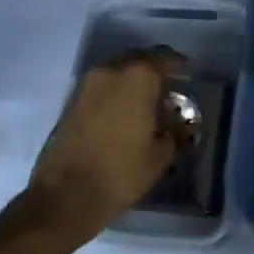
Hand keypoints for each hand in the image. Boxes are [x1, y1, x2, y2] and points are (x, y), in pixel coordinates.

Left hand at [28, 48, 184, 240]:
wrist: (66, 196)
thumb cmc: (121, 172)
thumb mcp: (160, 155)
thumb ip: (171, 132)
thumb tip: (172, 126)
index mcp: (139, 77)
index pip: (165, 58)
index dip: (179, 65)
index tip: (187, 74)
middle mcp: (112, 70)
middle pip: (138, 59)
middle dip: (153, 69)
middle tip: (166, 86)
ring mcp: (87, 84)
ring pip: (117, 70)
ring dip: (131, 80)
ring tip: (144, 100)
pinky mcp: (71, 101)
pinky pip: (101, 85)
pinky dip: (114, 92)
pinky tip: (123, 111)